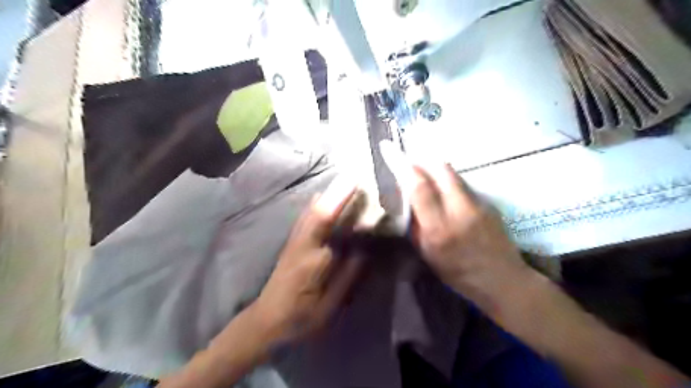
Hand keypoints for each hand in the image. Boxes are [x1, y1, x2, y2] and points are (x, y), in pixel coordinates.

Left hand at [252, 179, 363, 344]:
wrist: (266, 322)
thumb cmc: (300, 318)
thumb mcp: (329, 306)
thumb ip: (347, 277)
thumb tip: (363, 250)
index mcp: (310, 257)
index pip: (327, 222)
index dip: (340, 200)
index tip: (355, 181)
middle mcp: (300, 242)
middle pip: (318, 210)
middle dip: (336, 191)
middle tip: (354, 175)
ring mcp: (294, 241)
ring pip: (311, 211)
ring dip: (327, 195)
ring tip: (344, 182)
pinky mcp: (291, 243)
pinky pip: (306, 218)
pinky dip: (317, 205)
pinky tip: (323, 198)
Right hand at [406, 163, 527, 304]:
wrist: (503, 280)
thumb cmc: (459, 274)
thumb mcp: (428, 255)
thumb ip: (415, 225)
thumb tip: (405, 199)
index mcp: (439, 229)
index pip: (419, 187)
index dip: (402, 166)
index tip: (389, 149)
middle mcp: (460, 211)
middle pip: (440, 169)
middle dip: (421, 158)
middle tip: (408, 157)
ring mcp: (478, 204)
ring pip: (453, 174)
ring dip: (434, 167)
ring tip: (423, 169)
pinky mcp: (489, 202)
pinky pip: (463, 183)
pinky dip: (448, 180)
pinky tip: (444, 189)